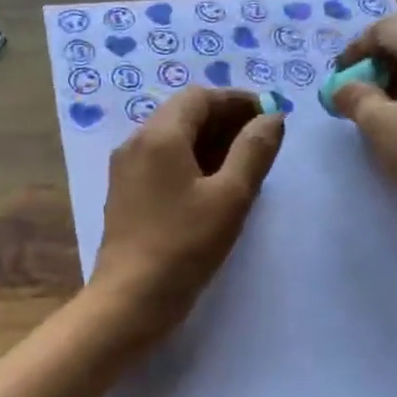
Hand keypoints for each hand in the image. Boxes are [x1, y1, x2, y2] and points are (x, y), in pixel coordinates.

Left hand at [89, 87, 283, 343]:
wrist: (130, 299)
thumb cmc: (184, 245)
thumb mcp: (230, 197)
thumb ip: (253, 151)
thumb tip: (272, 117)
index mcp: (159, 135)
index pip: (199, 97)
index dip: (236, 100)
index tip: (268, 114)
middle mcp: (135, 143)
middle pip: (183, 114)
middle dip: (224, 120)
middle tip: (261, 138)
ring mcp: (126, 169)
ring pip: (171, 139)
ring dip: (208, 141)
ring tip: (244, 163)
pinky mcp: (125, 194)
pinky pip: (161, 162)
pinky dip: (190, 161)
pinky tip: (214, 185)